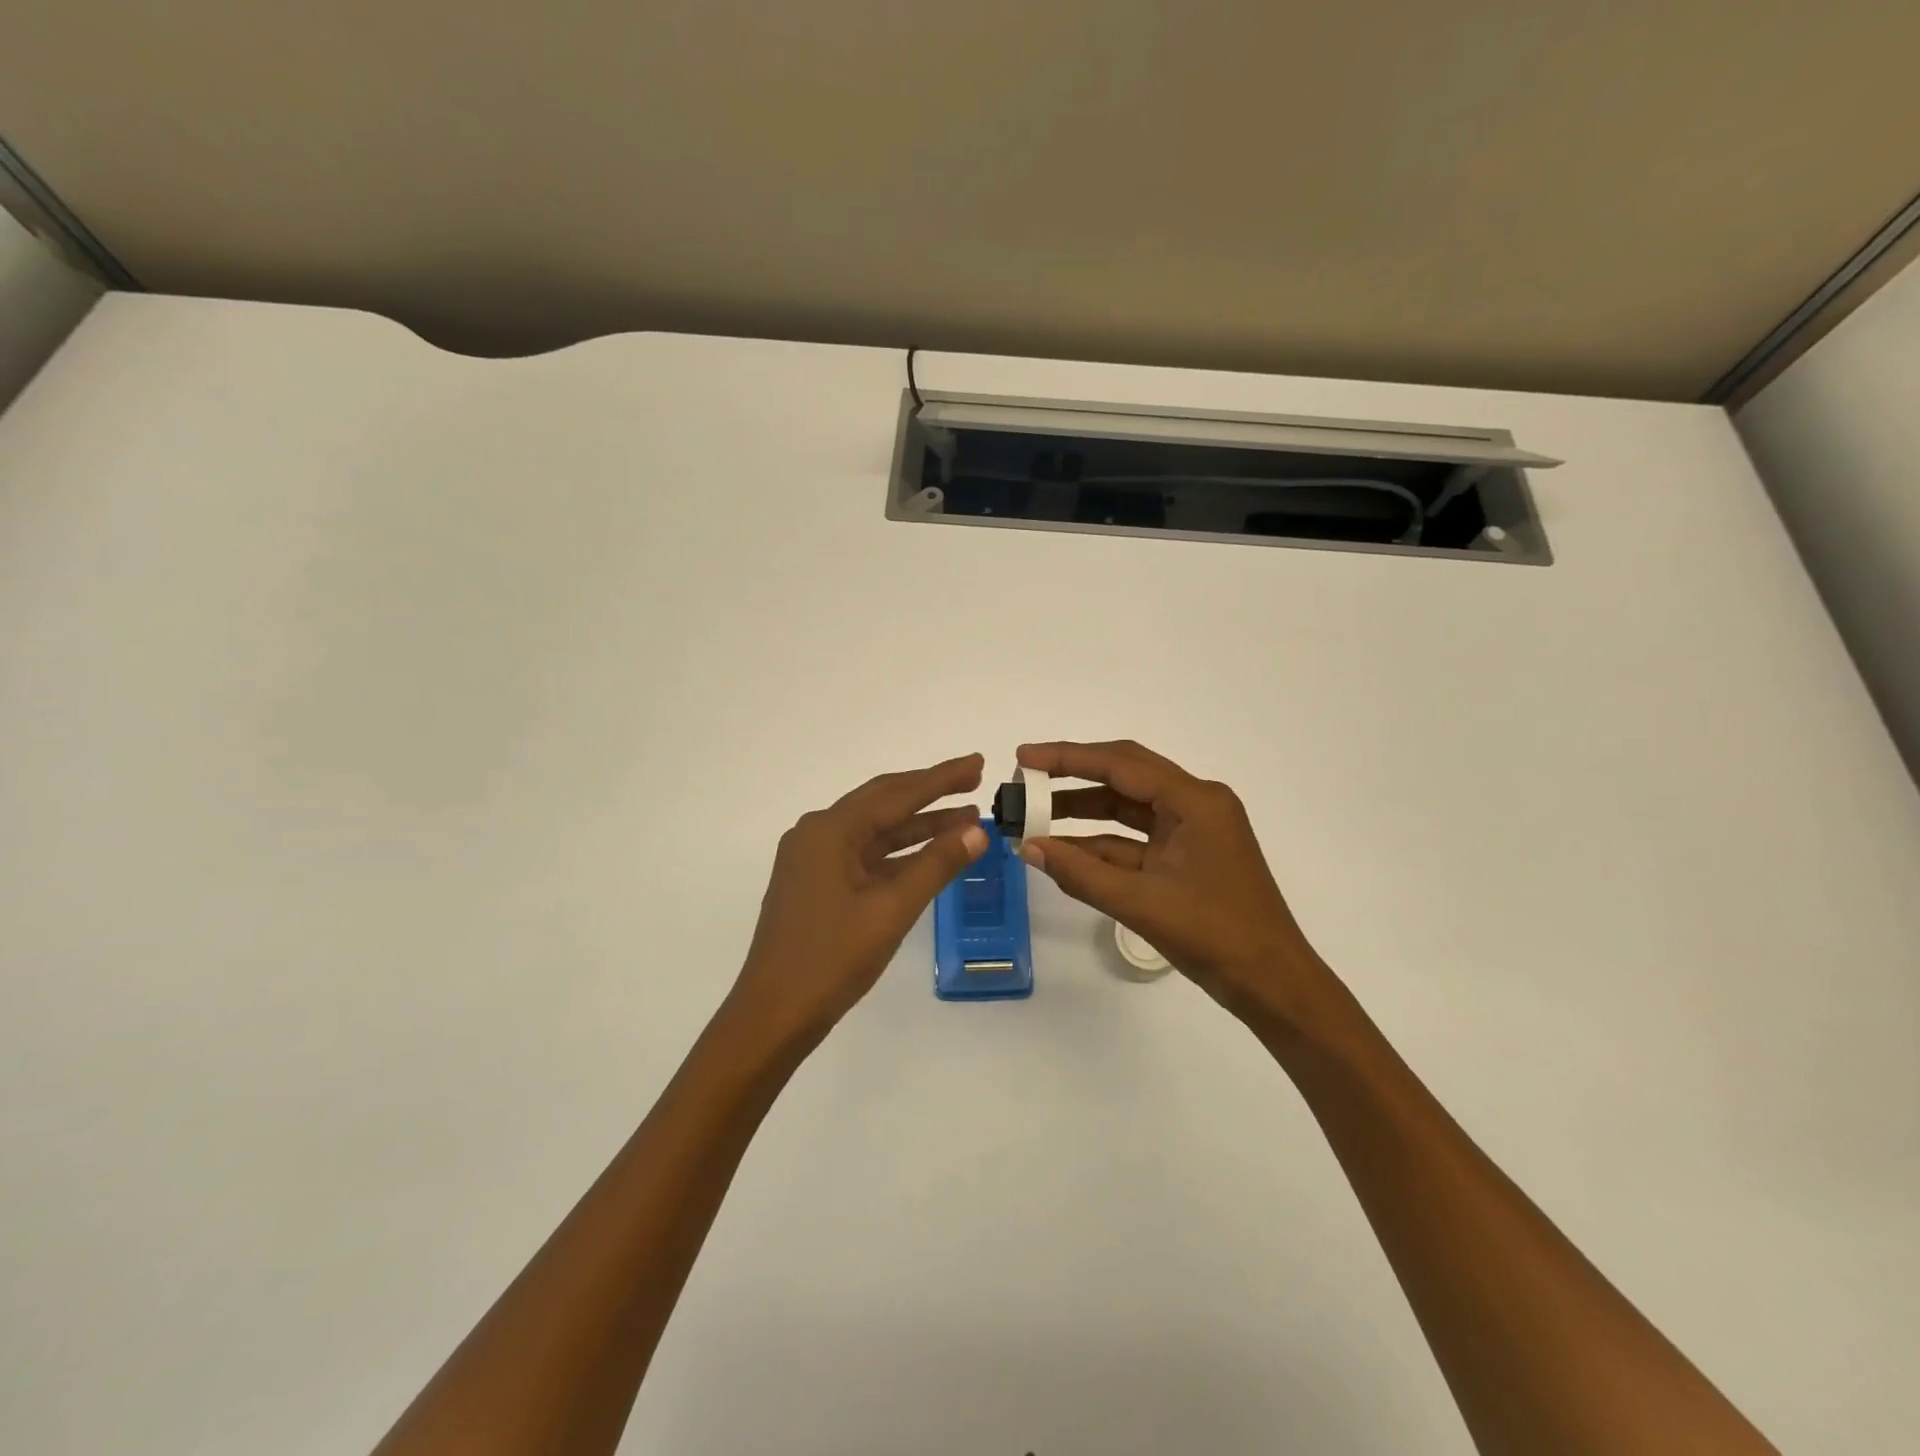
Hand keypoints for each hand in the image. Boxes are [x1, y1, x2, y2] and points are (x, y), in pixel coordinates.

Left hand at [728, 753, 988, 1050]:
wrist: (774, 1015)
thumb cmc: (831, 959)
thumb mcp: (891, 910)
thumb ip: (936, 865)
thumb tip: (977, 832)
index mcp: (829, 830)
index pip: (896, 794)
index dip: (940, 778)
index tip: (977, 763)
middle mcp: (817, 833)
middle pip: (883, 802)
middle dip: (930, 792)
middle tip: (973, 781)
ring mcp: (814, 859)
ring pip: (875, 831)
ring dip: (918, 825)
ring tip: (966, 819)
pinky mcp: (817, 883)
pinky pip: (865, 855)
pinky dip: (899, 853)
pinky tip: (930, 853)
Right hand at [1016, 740, 1334, 1024]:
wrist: (1273, 985)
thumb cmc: (1217, 936)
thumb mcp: (1142, 903)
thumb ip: (1082, 873)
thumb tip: (1029, 848)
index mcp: (1196, 801)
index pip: (1121, 764)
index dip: (1068, 758)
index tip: (1024, 758)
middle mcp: (1195, 805)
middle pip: (1124, 776)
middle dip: (1072, 777)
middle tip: (1025, 780)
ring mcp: (1191, 832)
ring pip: (1127, 809)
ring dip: (1082, 812)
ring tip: (1033, 816)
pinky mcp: (1185, 858)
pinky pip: (1134, 842)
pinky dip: (1100, 846)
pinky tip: (1062, 852)